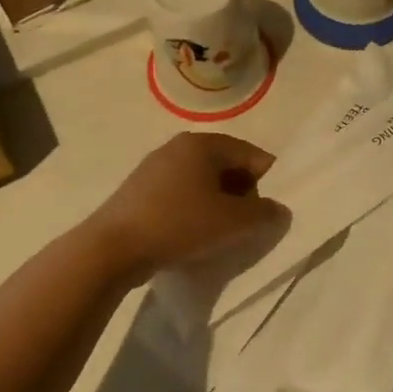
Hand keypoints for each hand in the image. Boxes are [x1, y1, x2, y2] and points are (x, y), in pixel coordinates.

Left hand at [87, 132, 283, 278]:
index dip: (266, 181)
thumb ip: (264, 213)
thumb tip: (278, 209)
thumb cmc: (180, 224)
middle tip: (243, 225)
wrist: (113, 248)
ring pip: (202, 182)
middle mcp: (178, 147)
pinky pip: (180, 194)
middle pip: (226, 166)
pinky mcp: (139, 190)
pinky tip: (189, 235)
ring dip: (217, 204)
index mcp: (203, 143)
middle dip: (241, 194)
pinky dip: (193, 210)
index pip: (250, 154)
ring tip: (217, 234)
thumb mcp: (233, 222)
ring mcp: (155, 167)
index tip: (266, 212)